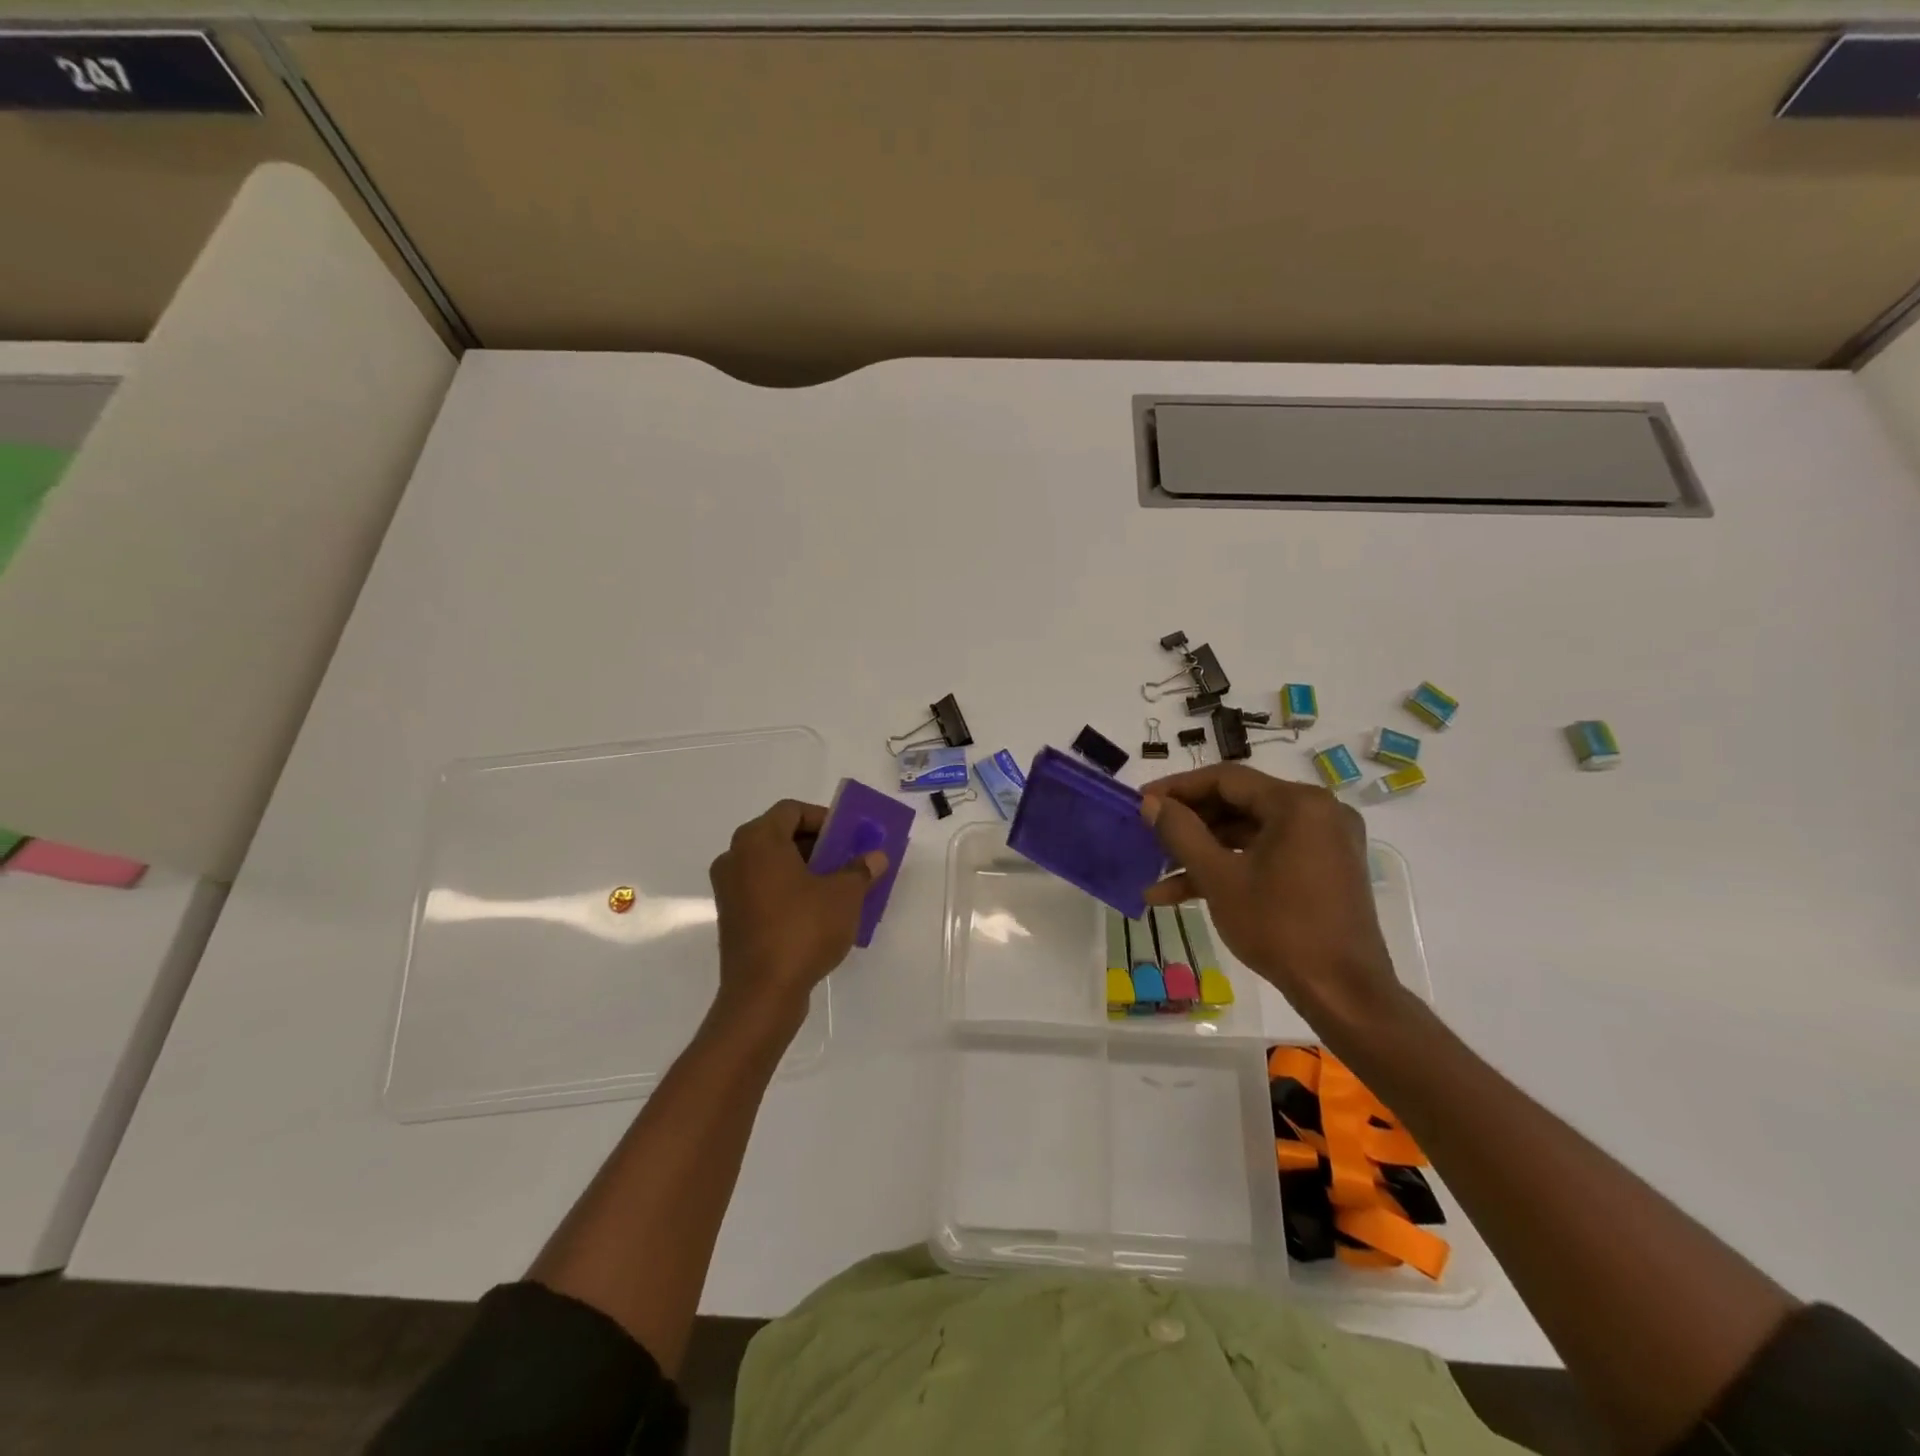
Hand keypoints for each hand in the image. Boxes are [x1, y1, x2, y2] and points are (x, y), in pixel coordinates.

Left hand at [707, 799, 887, 1031]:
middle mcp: (735, 857)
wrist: (763, 993)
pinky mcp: (731, 917)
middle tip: (848, 860)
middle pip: (780, 835)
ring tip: (838, 887)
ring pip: (772, 864)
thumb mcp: (845, 895)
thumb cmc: (803, 929)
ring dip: (805, 869)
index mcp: (758, 840)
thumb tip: (875, 857)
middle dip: (817, 845)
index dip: (824, 818)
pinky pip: (764, 889)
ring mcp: (729, 889)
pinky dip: (789, 890)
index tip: (849, 837)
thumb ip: (861, 869)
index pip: (792, 810)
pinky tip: (818, 911)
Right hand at [1140, 764, 1403, 1026]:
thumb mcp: (1219, 878)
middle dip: (1189, 824)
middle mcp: (1317, 812)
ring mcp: (1323, 841)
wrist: (1343, 993)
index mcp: (1297, 803)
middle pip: (1238, 804)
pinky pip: (1267, 854)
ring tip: (1156, 872)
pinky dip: (1230, 868)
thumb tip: (1151, 803)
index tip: (1142, 801)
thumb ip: (1181, 832)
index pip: (1226, 779)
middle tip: (1148, 833)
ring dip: (1203, 851)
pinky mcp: (1322, 869)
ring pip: (1249, 833)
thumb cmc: (1279, 927)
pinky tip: (1183, 893)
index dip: (1178, 788)